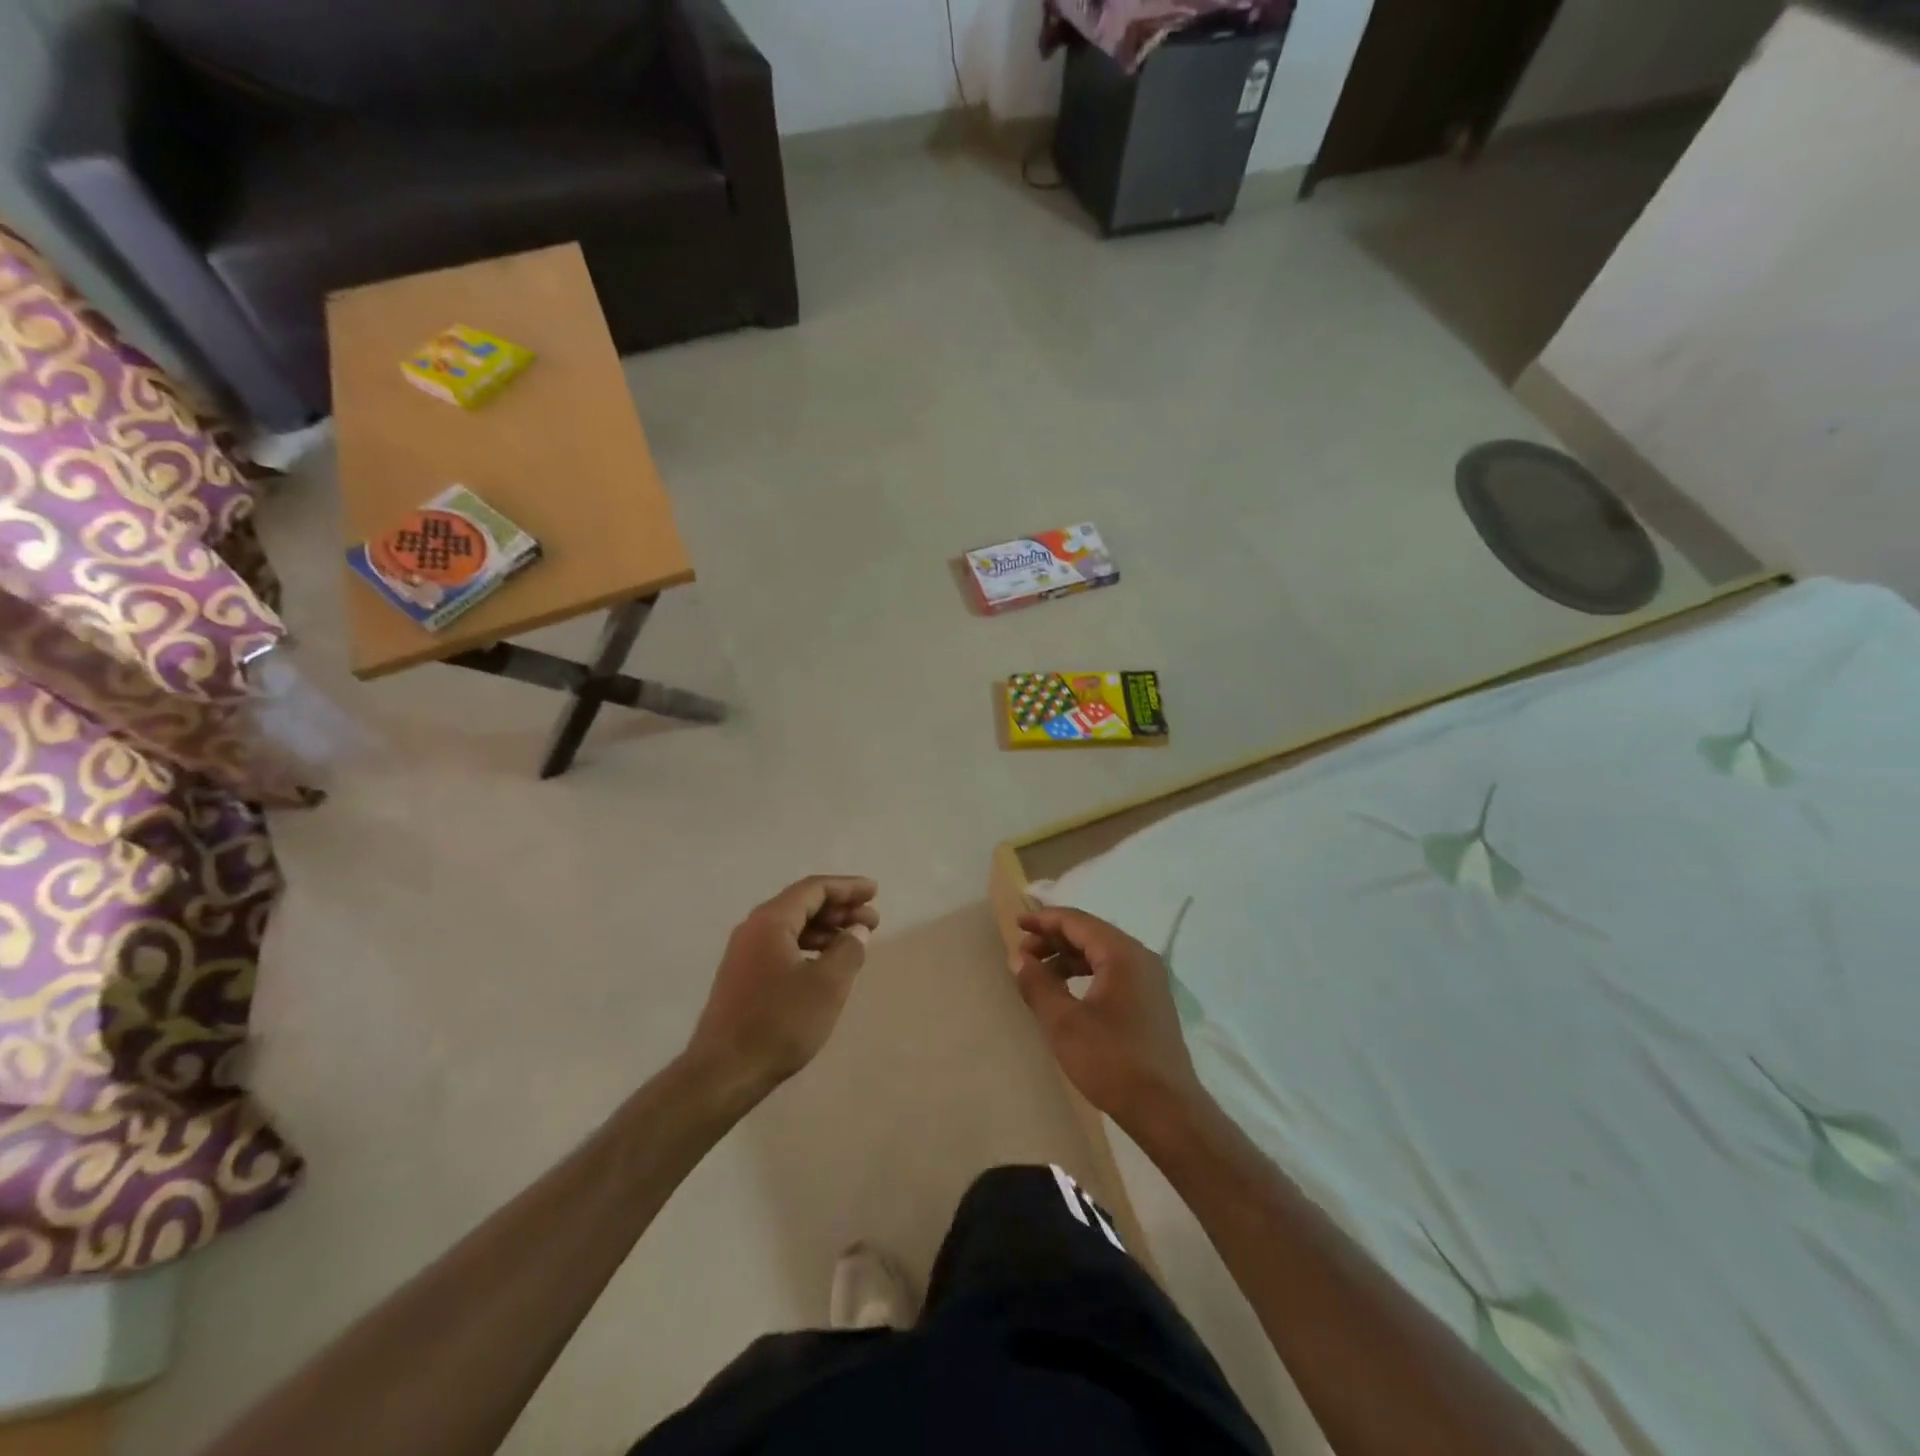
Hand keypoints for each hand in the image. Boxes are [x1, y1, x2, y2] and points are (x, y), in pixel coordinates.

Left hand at [688, 876, 879, 1092]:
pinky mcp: (744, 977)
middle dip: (840, 908)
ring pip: (793, 926)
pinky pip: (782, 946)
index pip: (814, 888)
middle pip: (802, 904)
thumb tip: (857, 930)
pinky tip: (827, 963)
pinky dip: (810, 946)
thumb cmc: (779, 1023)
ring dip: (826, 929)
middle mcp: (754, 929)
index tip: (875, 892)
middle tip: (873, 920)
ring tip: (856, 941)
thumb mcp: (827, 985)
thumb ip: (848, 950)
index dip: (847, 887)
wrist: (723, 1073)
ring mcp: (745, 953)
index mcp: (771, 921)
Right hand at [1012, 906, 1207, 1135]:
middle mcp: (1140, 958)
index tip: (1017, 924)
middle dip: (1054, 940)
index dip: (1044, 920)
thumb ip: (1038, 985)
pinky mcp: (1150, 1002)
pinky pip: (1113, 973)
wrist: (1166, 1111)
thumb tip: (1019, 959)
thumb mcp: (1064, 1023)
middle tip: (1023, 955)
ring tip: (1039, 975)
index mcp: (1122, 953)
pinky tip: (1067, 993)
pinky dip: (1086, 974)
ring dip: (1068, 959)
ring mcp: (1149, 981)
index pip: (1077, 922)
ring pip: (1101, 954)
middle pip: (1090, 934)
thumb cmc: (1111, 1061)